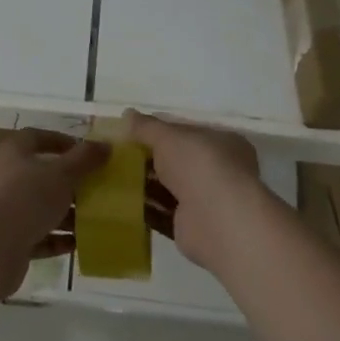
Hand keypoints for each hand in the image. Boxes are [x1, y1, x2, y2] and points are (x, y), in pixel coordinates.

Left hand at [0, 130, 108, 300]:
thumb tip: (106, 145)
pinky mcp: (9, 241)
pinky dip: (56, 239)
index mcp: (14, 152)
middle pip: (43, 175)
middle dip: (71, 183)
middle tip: (98, 190)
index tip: (89, 153)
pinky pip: (38, 236)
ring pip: (42, 208)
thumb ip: (84, 159)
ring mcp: (6, 210)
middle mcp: (7, 177)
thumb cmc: (25, 198)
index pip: (39, 137)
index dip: (63, 142)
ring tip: (95, 220)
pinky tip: (78, 244)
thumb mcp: (61, 174)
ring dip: (67, 214)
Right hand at [127, 111, 264, 272]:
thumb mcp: (168, 136)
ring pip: (171, 188)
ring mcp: (208, 201)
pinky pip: (164, 214)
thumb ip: (147, 127)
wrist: (215, 220)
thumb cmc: (198, 165)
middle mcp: (220, 171)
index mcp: (223, 143)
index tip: (135, 133)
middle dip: (152, 159)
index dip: (162, 132)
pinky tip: (123, 203)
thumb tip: (127, 114)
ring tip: (116, 177)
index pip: (188, 133)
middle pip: (178, 161)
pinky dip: (147, 209)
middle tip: (121, 155)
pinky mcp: (192, 227)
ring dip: (147, 184)